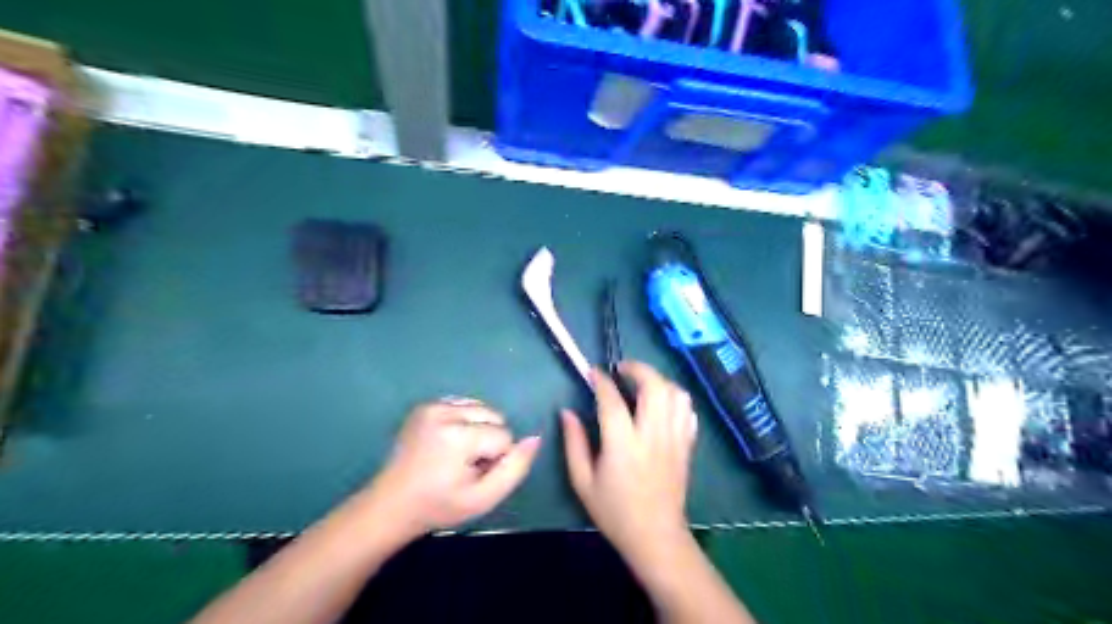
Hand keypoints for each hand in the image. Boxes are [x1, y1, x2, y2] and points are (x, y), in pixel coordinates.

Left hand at [365, 402, 538, 537]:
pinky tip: (448, 443)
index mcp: (457, 436)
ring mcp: (431, 406)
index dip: (496, 459)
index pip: (504, 436)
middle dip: (489, 439)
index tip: (474, 476)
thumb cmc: (439, 506)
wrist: (391, 505)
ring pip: (480, 408)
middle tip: (466, 466)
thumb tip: (534, 438)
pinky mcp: (424, 405)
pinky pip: (463, 405)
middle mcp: (444, 412)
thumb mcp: (483, 498)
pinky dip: (464, 421)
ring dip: (478, 429)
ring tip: (456, 455)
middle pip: (494, 416)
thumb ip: (515, 469)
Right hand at [567, 361, 691, 560]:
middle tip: (621, 370)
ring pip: (676, 394)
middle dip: (637, 369)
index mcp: (623, 445)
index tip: (593, 372)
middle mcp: (652, 436)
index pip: (612, 401)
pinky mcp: (687, 445)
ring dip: (659, 380)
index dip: (601, 381)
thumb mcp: (582, 481)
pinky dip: (675, 398)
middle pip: (654, 386)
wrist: (656, 536)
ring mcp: (674, 439)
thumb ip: (574, 443)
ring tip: (642, 384)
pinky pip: (688, 410)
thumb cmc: (614, 511)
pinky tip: (661, 404)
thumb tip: (567, 412)